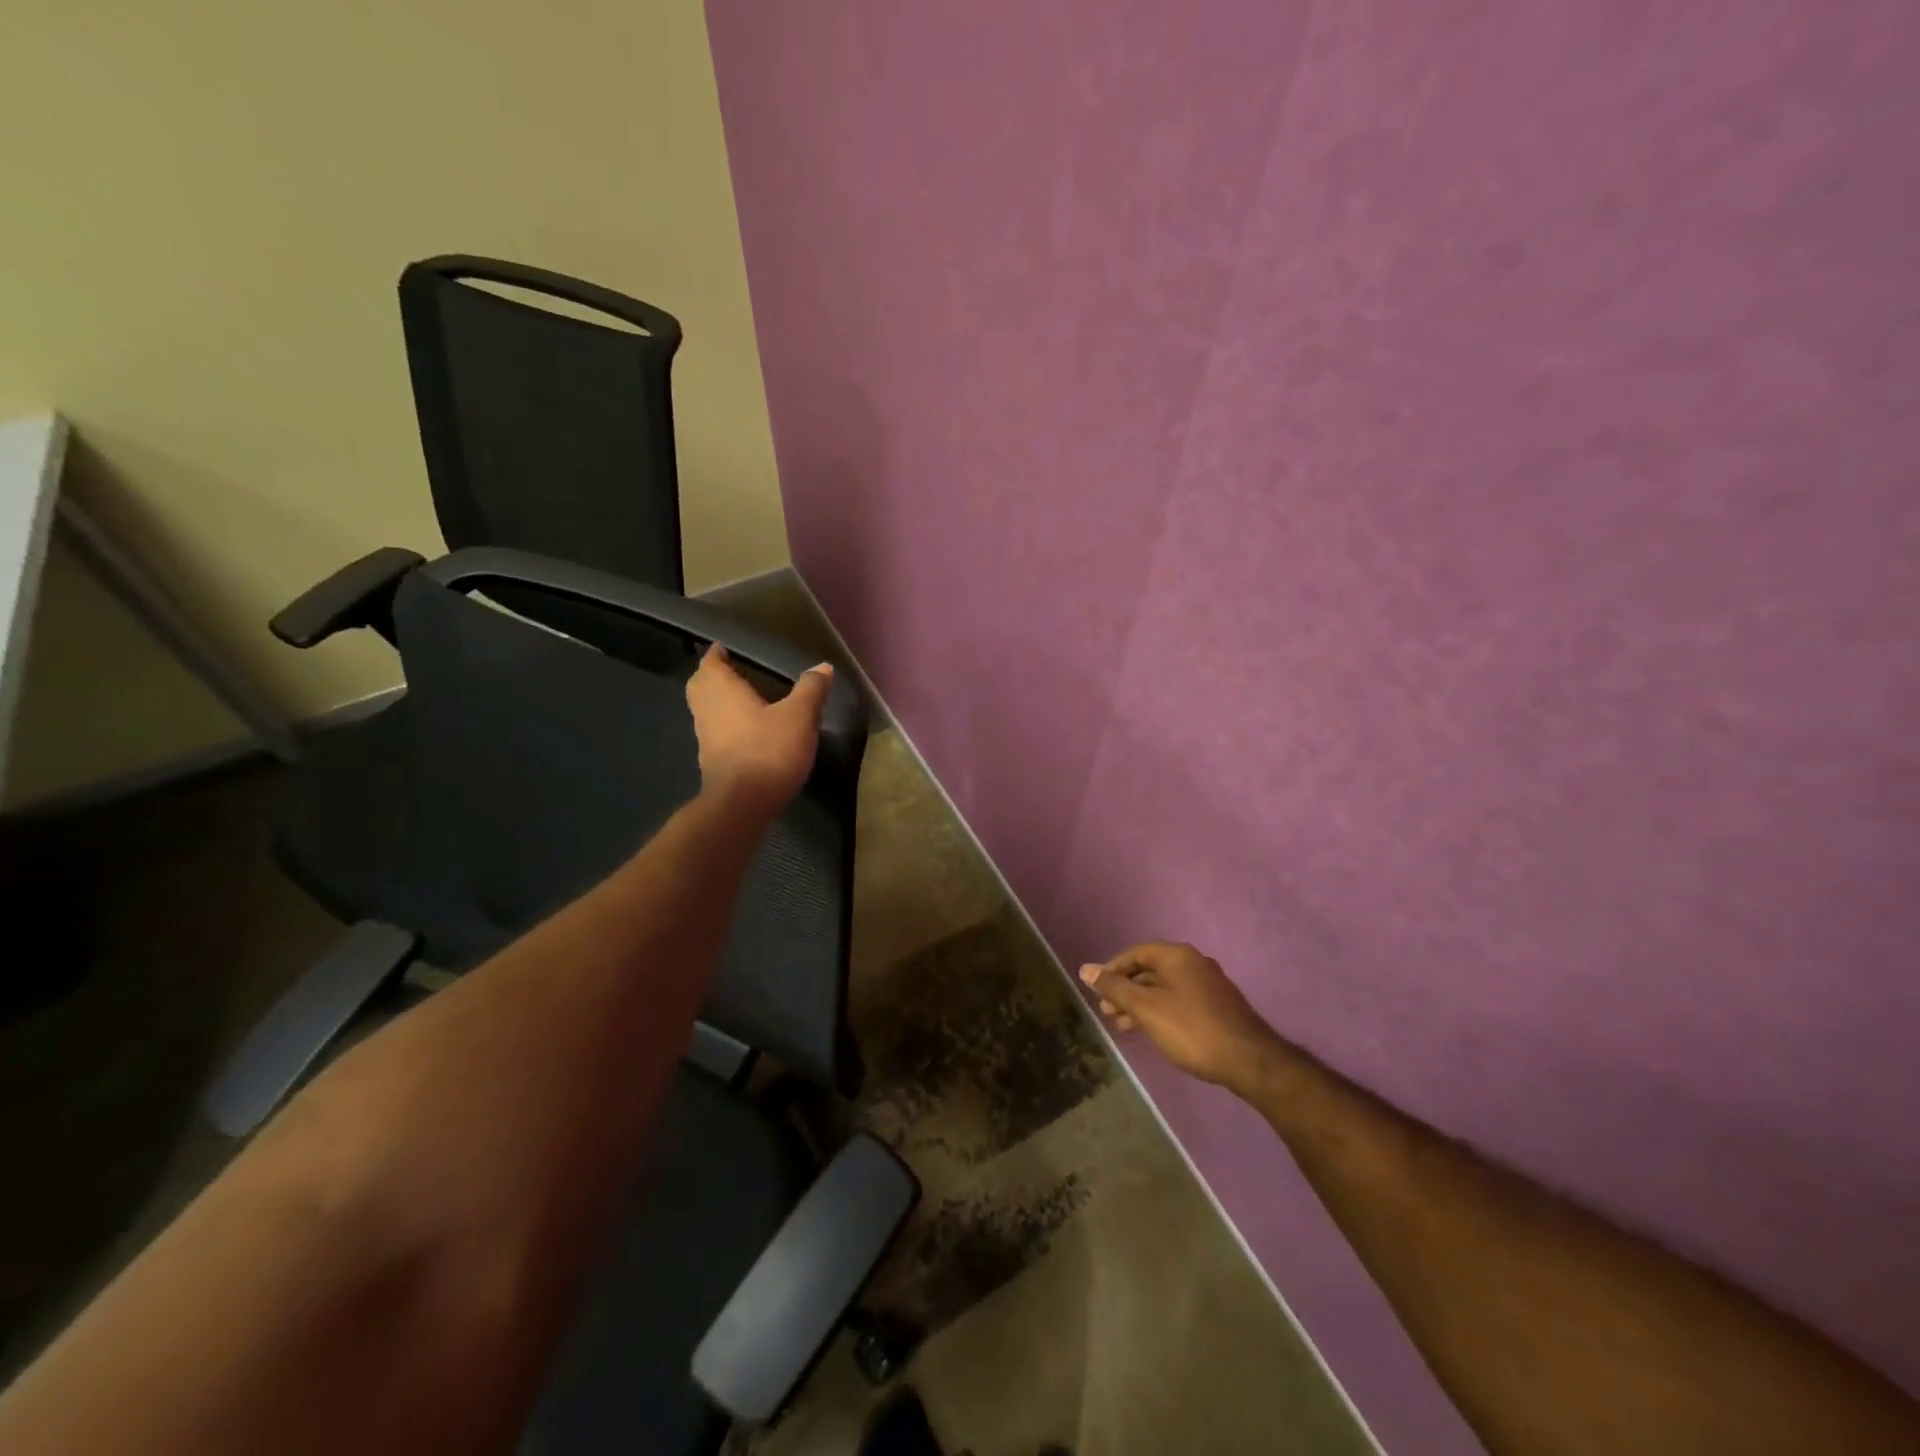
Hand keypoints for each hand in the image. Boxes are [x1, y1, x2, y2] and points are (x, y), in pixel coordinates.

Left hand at [685, 644, 833, 815]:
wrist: (742, 803)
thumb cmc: (768, 750)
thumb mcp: (799, 716)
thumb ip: (810, 689)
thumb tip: (823, 667)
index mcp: (721, 689)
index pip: (710, 662)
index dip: (717, 653)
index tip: (726, 648)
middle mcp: (706, 709)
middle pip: (701, 685)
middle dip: (713, 677)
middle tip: (732, 672)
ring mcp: (705, 737)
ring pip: (706, 710)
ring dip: (718, 702)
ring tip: (744, 700)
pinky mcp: (712, 761)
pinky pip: (715, 733)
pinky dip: (726, 726)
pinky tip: (747, 732)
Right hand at [1080, 942, 1287, 1095]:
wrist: (1250, 1061)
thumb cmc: (1192, 1030)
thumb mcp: (1147, 1009)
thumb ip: (1115, 988)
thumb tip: (1085, 969)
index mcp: (1177, 956)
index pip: (1135, 953)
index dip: (1112, 969)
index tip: (1096, 991)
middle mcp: (1193, 963)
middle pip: (1149, 969)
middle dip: (1125, 989)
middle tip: (1107, 1012)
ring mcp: (1208, 984)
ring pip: (1164, 987)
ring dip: (1141, 1003)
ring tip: (1123, 1026)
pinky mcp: (1217, 1006)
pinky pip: (1178, 1000)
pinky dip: (1159, 1010)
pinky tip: (1152, 1030)